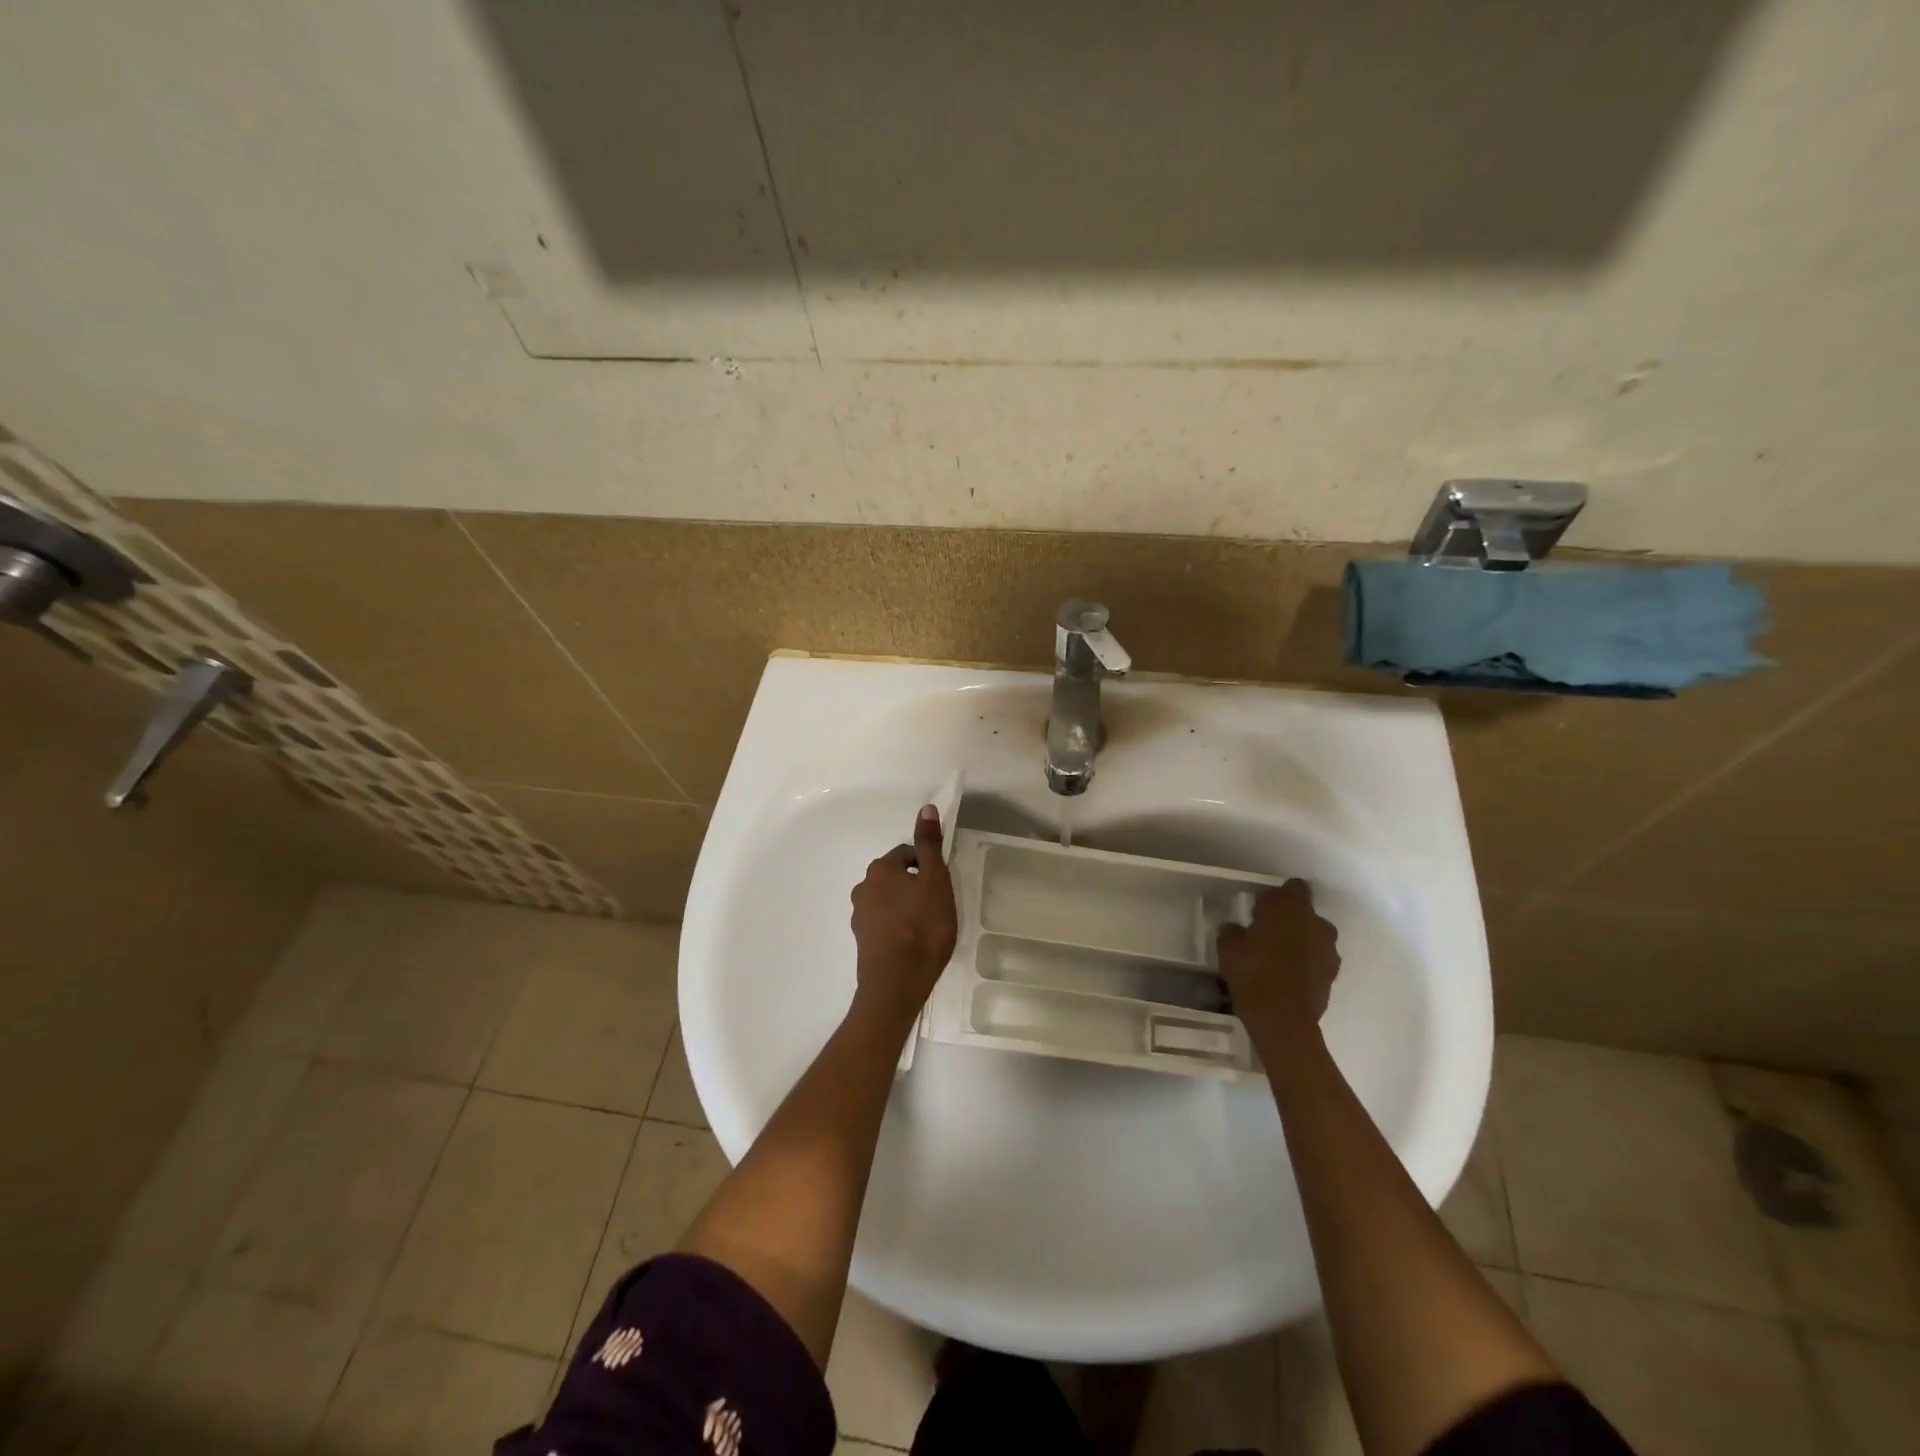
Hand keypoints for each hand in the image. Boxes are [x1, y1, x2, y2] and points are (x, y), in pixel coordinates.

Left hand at [850, 805, 958, 1017]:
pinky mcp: (862, 939)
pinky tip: (911, 942)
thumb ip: (930, 845)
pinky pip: (883, 921)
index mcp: (881, 869)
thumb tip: (926, 808)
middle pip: (896, 876)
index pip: (908, 854)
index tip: (942, 887)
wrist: (897, 984)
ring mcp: (859, 915)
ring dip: (905, 906)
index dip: (928, 867)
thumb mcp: (935, 881)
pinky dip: (896, 925)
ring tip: (926, 926)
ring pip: (888, 899)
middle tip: (937, 906)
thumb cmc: (923, 928)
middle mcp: (863, 887)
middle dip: (915, 885)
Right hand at [1217, 881, 1340, 1042]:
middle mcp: (1317, 923)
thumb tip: (1236, 928)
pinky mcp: (1332, 976)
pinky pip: (1317, 961)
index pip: (1293, 887)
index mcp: (1292, 907)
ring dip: (1299, 942)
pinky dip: (1305, 964)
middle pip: (1305, 913)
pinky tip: (1286, 977)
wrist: (1283, 1020)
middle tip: (1265, 934)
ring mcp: (1329, 951)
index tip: (1260, 908)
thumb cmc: (1253, 973)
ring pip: (1313, 937)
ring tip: (1276, 958)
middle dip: (1289, 920)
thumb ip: (1233, 932)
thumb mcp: (1228, 948)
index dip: (1276, 896)